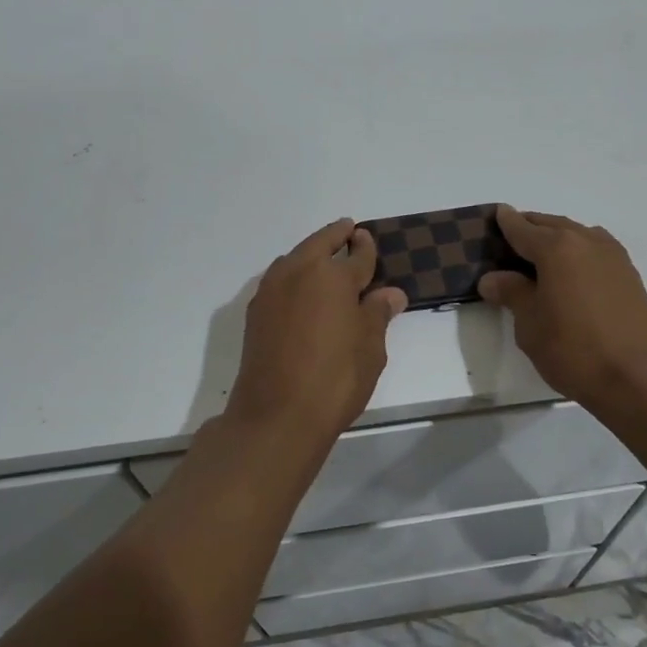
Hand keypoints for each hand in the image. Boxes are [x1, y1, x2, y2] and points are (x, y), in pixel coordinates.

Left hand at [224, 218, 408, 441]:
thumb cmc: (335, 380)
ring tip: (324, 258)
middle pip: (319, 244)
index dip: (365, 247)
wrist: (276, 415)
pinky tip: (301, 289)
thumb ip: (377, 314)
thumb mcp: (370, 348)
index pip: (356, 255)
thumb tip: (390, 293)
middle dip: (335, 236)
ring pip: (295, 259)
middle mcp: (299, 273)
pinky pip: (279, 279)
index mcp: (333, 277)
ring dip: (310, 253)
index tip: (367, 238)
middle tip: (347, 230)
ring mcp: (272, 291)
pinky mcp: (255, 312)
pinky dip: (294, 275)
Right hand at [479, 206, 646, 412]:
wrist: (637, 378)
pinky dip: (577, 251)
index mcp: (556, 248)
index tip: (497, 213)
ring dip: (557, 237)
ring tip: (540, 255)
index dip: (506, 222)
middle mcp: (586, 241)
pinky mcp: (628, 274)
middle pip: (551, 225)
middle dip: (531, 228)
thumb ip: (512, 293)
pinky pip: (595, 249)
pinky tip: (571, 270)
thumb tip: (493, 278)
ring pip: (576, 234)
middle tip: (512, 237)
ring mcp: (612, 255)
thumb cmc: (574, 350)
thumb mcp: (530, 325)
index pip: (523, 229)